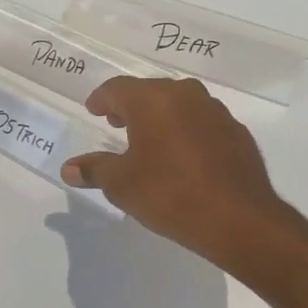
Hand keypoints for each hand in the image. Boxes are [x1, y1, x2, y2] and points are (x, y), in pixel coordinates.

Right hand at [61, 77, 288, 265]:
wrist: (238, 218)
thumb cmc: (170, 195)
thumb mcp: (122, 185)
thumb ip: (94, 170)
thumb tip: (69, 168)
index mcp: (152, 101)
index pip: (117, 88)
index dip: (101, 99)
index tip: (93, 110)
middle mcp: (185, 96)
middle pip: (150, 91)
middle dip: (130, 106)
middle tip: (117, 124)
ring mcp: (215, 111)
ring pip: (180, 104)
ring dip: (161, 116)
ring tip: (150, 140)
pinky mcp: (236, 132)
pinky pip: (203, 122)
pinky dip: (187, 131)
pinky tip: (184, 156)